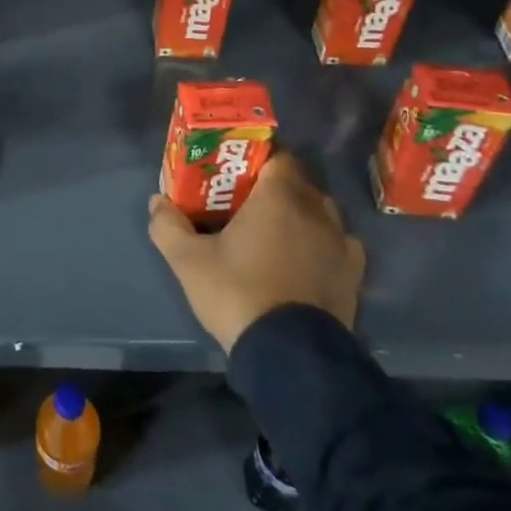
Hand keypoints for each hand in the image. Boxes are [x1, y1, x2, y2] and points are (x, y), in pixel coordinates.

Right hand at [149, 150, 364, 352]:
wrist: (291, 355)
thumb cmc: (238, 292)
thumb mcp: (188, 261)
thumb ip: (168, 225)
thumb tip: (157, 202)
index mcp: (279, 196)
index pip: (279, 155)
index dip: (260, 158)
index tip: (238, 171)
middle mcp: (316, 210)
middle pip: (299, 182)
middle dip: (277, 186)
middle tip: (248, 201)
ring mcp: (341, 243)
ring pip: (321, 212)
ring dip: (301, 214)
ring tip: (276, 232)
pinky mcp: (353, 275)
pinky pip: (338, 244)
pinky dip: (321, 244)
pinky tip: (304, 261)